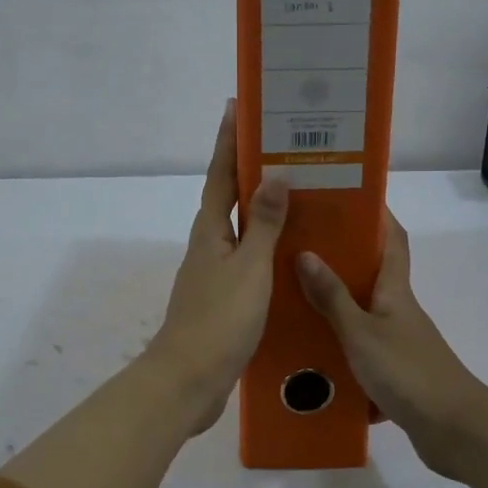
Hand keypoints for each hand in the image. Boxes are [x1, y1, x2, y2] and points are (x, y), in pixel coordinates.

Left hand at [145, 99, 289, 435]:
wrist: (189, 380)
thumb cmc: (219, 319)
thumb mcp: (249, 267)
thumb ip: (264, 223)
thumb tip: (275, 174)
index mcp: (211, 231)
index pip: (222, 174)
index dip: (230, 141)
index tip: (238, 107)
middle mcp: (210, 245)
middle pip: (230, 197)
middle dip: (250, 169)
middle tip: (284, 147)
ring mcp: (215, 273)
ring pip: (242, 230)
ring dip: (263, 209)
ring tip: (298, 194)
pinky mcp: (225, 299)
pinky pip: (250, 260)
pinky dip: (268, 247)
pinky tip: (292, 253)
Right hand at [297, 212, 487, 481]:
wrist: (454, 431)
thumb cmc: (408, 371)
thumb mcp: (361, 332)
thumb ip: (333, 297)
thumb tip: (305, 252)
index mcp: (396, 290)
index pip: (392, 239)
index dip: (376, 214)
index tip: (346, 196)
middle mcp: (399, 310)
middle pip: (372, 274)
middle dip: (341, 259)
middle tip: (298, 248)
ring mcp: (399, 343)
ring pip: (363, 315)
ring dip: (335, 308)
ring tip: (291, 302)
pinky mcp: (395, 373)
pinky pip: (361, 352)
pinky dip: (339, 352)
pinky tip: (309, 359)